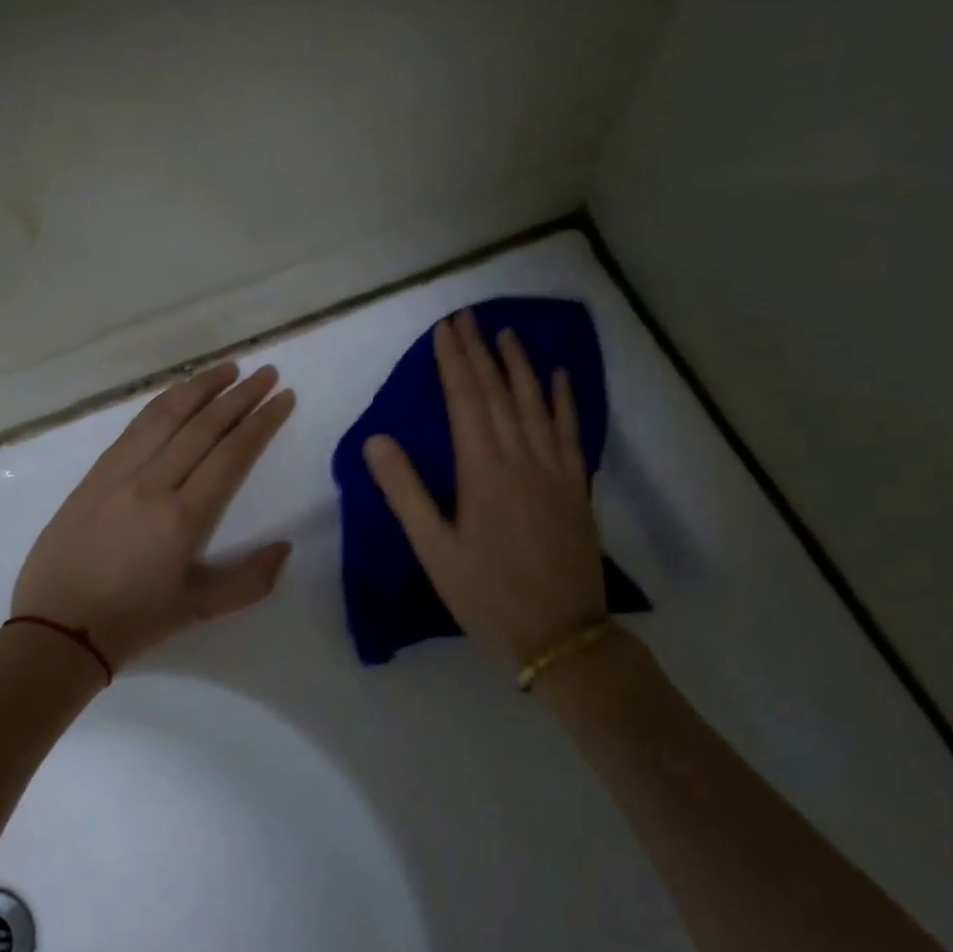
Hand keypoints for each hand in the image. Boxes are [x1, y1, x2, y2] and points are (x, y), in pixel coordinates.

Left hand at [12, 361, 296, 671]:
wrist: (57, 629)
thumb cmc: (133, 621)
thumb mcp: (199, 609)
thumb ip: (249, 580)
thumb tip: (285, 547)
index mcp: (182, 518)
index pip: (231, 454)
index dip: (262, 422)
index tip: (284, 397)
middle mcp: (152, 484)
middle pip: (203, 426)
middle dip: (240, 396)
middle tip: (267, 373)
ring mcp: (118, 474)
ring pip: (165, 416)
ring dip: (200, 387)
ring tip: (229, 369)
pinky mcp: (94, 475)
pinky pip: (134, 428)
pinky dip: (162, 404)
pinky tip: (178, 393)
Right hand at [363, 309, 605, 666]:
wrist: (560, 634)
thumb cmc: (486, 595)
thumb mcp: (434, 550)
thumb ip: (405, 492)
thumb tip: (376, 439)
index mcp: (483, 472)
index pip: (465, 401)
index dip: (454, 362)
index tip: (446, 329)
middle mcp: (521, 459)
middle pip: (498, 394)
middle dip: (481, 352)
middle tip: (469, 317)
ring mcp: (554, 470)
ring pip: (536, 404)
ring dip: (520, 366)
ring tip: (508, 333)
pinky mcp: (576, 487)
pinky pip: (571, 431)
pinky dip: (565, 400)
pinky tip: (560, 377)